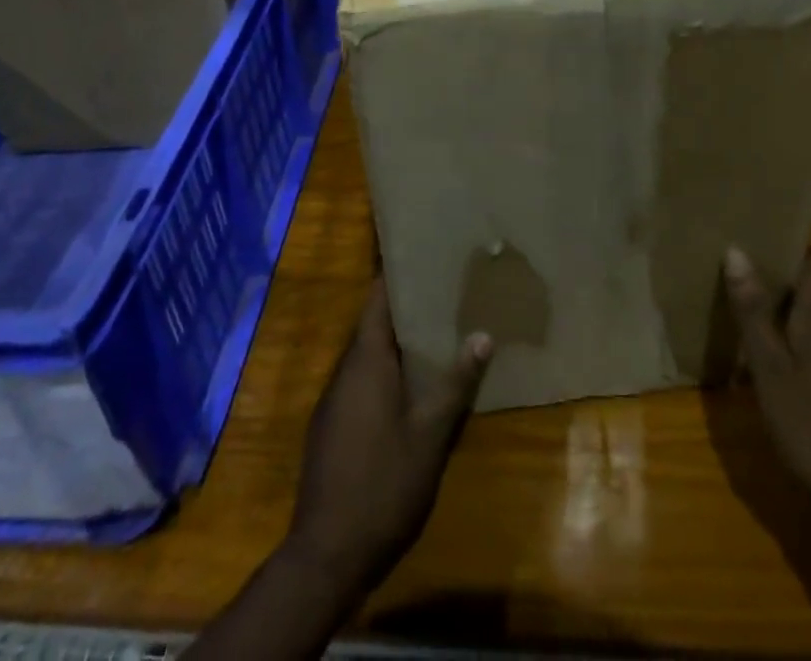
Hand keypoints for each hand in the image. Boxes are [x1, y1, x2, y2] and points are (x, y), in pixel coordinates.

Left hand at [285, 279, 492, 594]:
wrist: (327, 553)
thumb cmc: (383, 484)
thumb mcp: (430, 435)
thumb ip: (455, 383)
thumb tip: (483, 335)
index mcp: (365, 360)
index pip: (376, 299)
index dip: (395, 274)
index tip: (422, 256)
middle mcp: (345, 370)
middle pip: (372, 324)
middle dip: (404, 308)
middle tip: (442, 293)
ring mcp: (334, 399)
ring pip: (366, 354)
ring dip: (395, 342)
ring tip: (434, 332)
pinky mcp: (330, 425)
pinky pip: (360, 380)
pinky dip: (384, 370)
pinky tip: (409, 386)